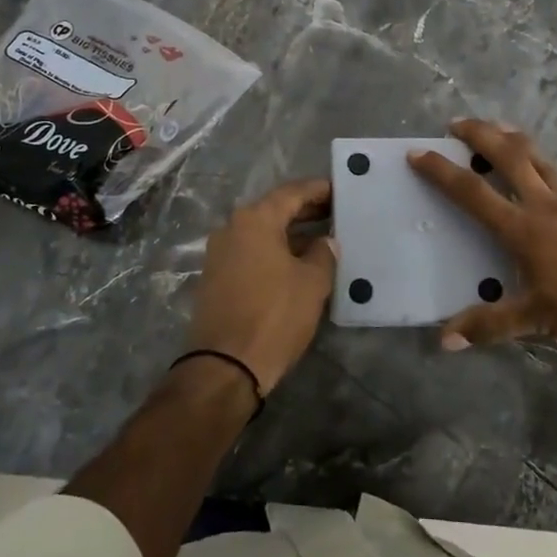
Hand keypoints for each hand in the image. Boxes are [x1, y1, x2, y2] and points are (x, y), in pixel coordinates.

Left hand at [187, 178, 336, 394]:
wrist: (225, 366)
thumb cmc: (274, 315)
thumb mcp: (312, 283)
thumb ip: (323, 254)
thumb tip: (326, 242)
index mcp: (254, 220)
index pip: (291, 192)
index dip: (318, 190)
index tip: (340, 190)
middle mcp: (231, 228)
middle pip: (274, 210)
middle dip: (305, 211)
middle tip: (336, 213)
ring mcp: (219, 254)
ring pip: (262, 233)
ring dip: (290, 234)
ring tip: (322, 239)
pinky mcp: (216, 278)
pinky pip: (251, 253)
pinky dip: (275, 251)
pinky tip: (297, 263)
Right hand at [409, 119, 556, 363]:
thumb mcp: (536, 320)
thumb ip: (488, 325)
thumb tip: (444, 341)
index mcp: (524, 229)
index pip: (472, 192)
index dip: (441, 171)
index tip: (417, 153)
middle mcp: (545, 204)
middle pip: (508, 153)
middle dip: (479, 132)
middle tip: (456, 123)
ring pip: (537, 156)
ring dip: (510, 137)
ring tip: (493, 129)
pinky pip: (556, 172)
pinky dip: (536, 161)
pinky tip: (536, 172)